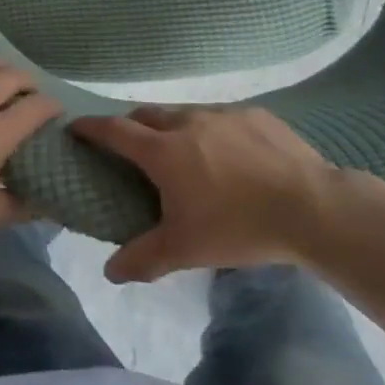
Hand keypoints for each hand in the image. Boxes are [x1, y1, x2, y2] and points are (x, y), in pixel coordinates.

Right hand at [72, 105, 344, 282]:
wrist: (309, 206)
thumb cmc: (238, 226)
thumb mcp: (185, 249)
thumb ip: (143, 258)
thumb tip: (109, 273)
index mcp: (163, 151)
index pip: (114, 130)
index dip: (91, 127)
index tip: (75, 127)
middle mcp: (187, 122)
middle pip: (146, 114)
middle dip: (130, 124)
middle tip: (128, 145)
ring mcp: (223, 113)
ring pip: (185, 112)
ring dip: (171, 125)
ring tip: (180, 150)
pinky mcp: (255, 115)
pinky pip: (221, 116)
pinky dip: (211, 129)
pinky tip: (229, 153)